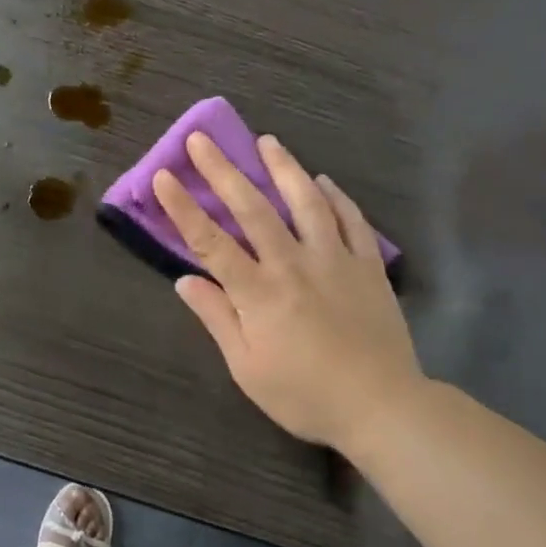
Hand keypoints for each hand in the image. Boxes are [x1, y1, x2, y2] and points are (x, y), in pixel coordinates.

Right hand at [154, 132, 420, 453]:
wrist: (382, 407)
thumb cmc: (305, 395)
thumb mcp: (248, 369)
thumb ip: (217, 319)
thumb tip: (186, 280)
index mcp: (258, 293)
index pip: (210, 242)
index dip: (183, 208)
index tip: (164, 177)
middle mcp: (293, 265)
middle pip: (253, 209)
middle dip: (223, 171)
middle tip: (202, 139)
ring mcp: (335, 260)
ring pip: (307, 202)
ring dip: (284, 168)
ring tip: (267, 141)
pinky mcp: (369, 266)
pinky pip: (352, 221)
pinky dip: (336, 197)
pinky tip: (324, 181)